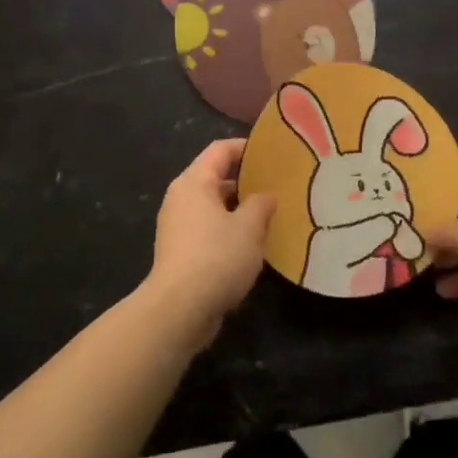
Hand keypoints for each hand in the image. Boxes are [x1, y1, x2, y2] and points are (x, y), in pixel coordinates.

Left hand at [145, 140, 275, 345]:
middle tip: (278, 185)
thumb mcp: (249, 227)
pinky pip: (209, 229)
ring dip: (240, 209)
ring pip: (214, 206)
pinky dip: (230, 230)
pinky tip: (253, 244)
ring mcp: (178, 226)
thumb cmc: (216, 257)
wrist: (179, 310)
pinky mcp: (181, 251)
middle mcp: (181, 198)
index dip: (246, 147)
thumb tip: (266, 195)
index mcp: (194, 182)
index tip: (273, 153)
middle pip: (216, 177)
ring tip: (271, 215)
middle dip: (247, 181)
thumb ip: (261, 204)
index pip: (220, 150)